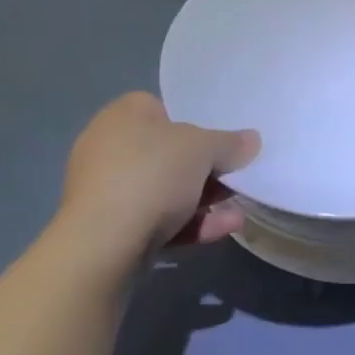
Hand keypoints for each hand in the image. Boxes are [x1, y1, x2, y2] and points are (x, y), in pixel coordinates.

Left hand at [55, 93, 259, 274]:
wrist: (103, 245)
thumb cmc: (152, 174)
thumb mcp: (203, 149)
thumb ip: (230, 143)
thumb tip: (252, 140)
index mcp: (124, 114)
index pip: (164, 108)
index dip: (195, 122)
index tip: (221, 141)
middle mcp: (109, 147)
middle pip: (169, 152)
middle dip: (206, 168)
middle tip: (235, 177)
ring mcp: (107, 190)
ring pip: (165, 190)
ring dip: (203, 200)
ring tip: (238, 210)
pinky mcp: (109, 229)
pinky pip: (157, 219)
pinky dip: (189, 223)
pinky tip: (224, 230)